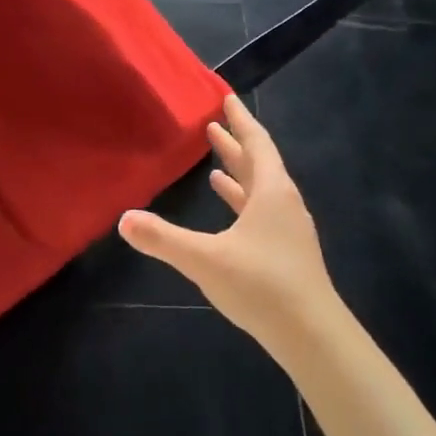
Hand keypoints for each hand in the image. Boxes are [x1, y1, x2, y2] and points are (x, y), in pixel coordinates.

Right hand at [118, 95, 341, 343]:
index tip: (227, 99)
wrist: (312, 336)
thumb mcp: (204, 259)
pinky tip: (229, 210)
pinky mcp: (287, 253)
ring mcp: (288, 230)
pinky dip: (243, 202)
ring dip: (239, 174)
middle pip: (260, 163)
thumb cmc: (262, 285)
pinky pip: (262, 213)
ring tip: (215, 165)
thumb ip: (162, 238)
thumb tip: (123, 219)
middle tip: (214, 125)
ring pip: (262, 190)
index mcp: (271, 192)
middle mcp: (284, 204)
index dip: (240, 121)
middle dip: (236, 144)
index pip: (257, 144)